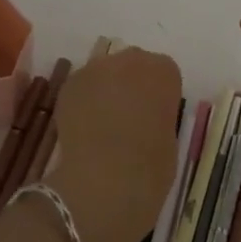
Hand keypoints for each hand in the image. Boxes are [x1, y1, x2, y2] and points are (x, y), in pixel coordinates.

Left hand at [45, 47, 181, 241]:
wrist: (105, 181)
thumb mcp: (170, 139)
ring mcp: (97, 69)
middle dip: (131, 86)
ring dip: (106, 92)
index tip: (154, 117)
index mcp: (164, 72)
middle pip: (133, 66)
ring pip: (105, 74)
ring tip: (102, 125)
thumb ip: (159, 117)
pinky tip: (84, 129)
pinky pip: (82, 88)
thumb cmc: (150, 167)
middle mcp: (131, 59)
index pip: (164, 73)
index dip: (158, 96)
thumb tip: (146, 119)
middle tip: (128, 119)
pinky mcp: (70, 85)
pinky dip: (84, 103)